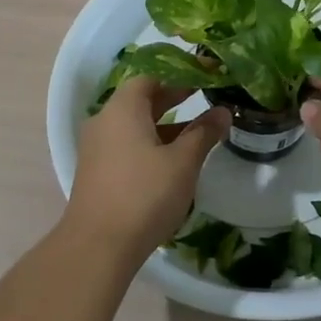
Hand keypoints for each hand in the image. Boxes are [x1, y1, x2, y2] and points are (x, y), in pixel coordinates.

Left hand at [64, 78, 227, 259]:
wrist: (98, 246)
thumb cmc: (144, 195)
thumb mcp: (182, 163)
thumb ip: (203, 133)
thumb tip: (222, 112)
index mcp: (123, 109)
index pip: (151, 77)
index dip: (179, 74)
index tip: (206, 75)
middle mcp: (105, 121)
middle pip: (141, 100)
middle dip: (174, 98)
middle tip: (206, 97)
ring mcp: (97, 148)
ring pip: (135, 125)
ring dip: (164, 125)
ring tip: (197, 132)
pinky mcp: (97, 171)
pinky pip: (127, 145)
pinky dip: (150, 143)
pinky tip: (173, 161)